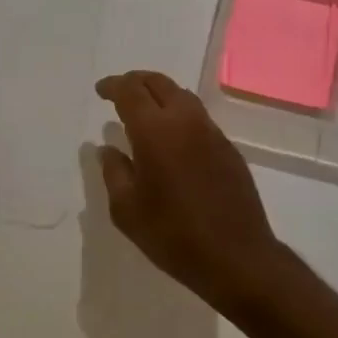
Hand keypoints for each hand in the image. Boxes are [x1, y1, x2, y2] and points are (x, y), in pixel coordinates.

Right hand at [94, 70, 287, 312]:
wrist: (236, 256)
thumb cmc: (173, 234)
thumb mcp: (127, 210)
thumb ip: (114, 172)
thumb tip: (107, 149)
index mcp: (155, 130)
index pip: (130, 91)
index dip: (113, 85)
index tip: (101, 90)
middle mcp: (185, 120)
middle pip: (159, 83)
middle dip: (136, 81)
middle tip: (120, 91)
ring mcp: (211, 131)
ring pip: (182, 95)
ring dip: (160, 94)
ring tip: (145, 109)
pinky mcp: (228, 147)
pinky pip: (198, 116)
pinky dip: (179, 113)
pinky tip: (172, 135)